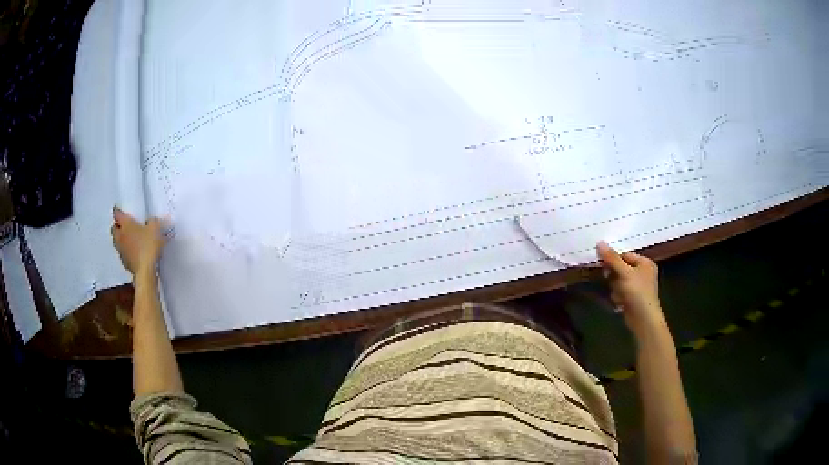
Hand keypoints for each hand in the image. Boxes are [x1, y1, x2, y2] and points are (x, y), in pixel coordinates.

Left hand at [110, 207, 166, 275]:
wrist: (145, 271)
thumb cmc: (148, 246)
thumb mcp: (155, 229)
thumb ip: (153, 222)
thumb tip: (151, 220)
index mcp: (125, 225)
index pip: (117, 214)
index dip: (117, 211)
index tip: (118, 209)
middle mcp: (120, 236)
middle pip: (114, 229)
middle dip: (117, 226)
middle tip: (123, 225)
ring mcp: (121, 251)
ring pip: (116, 242)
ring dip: (120, 239)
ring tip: (128, 239)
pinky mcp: (124, 263)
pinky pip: (122, 253)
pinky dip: (126, 251)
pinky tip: (133, 252)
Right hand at [596, 241, 663, 334]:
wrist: (644, 319)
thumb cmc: (638, 292)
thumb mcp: (625, 273)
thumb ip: (612, 258)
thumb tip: (599, 242)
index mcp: (645, 263)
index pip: (625, 255)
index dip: (613, 260)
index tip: (603, 265)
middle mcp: (643, 273)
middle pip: (620, 268)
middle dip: (614, 277)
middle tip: (609, 279)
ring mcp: (638, 286)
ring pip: (618, 281)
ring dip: (615, 288)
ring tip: (620, 295)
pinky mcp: (633, 298)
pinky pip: (620, 292)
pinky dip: (618, 296)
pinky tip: (620, 303)